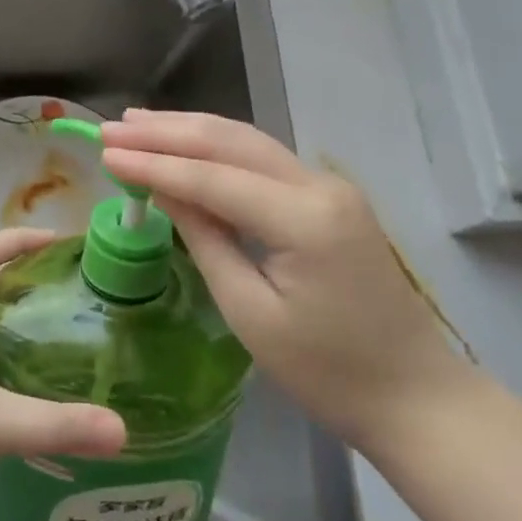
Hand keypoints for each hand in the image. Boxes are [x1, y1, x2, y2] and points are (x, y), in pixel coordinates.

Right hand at [100, 110, 472, 454]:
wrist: (417, 396)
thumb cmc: (328, 371)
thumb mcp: (250, 312)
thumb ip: (205, 239)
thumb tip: (161, 189)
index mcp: (304, 218)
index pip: (211, 177)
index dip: (153, 164)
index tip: (104, 153)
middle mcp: (319, 185)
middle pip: (230, 142)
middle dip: (166, 132)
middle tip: (112, 128)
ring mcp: (329, 186)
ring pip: (247, 141)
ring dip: (190, 129)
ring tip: (138, 124)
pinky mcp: (329, 197)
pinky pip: (262, 159)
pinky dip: (217, 147)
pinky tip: (187, 143)